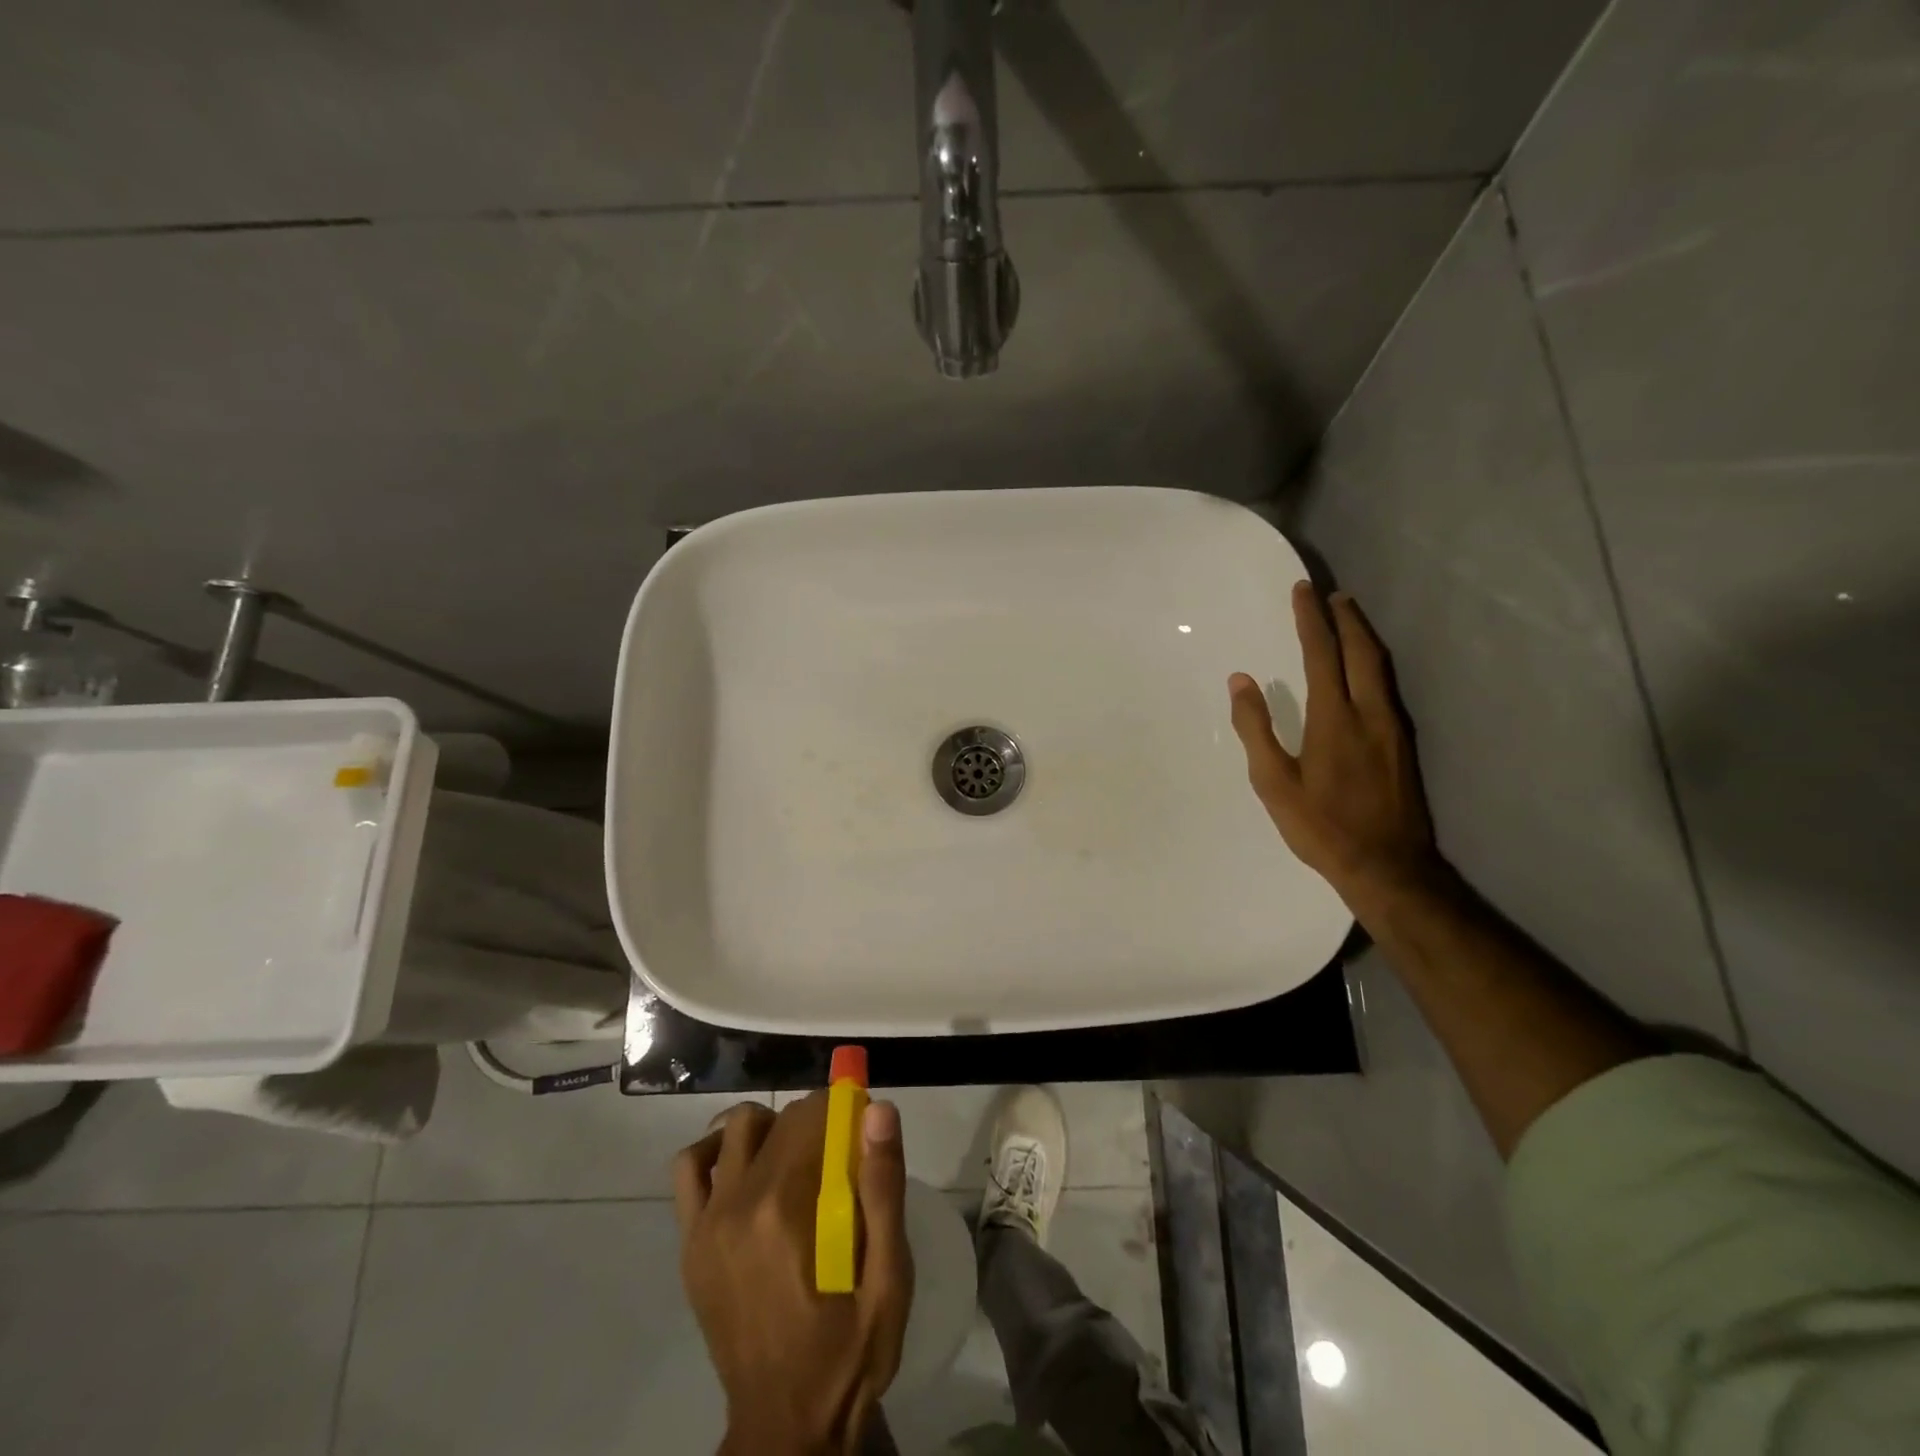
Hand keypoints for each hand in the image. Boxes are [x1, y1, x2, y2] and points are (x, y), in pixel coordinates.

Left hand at [675, 1094, 913, 1455]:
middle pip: (779, 1120)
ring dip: (769, 1128)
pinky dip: (715, 1151)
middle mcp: (739, 1204)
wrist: (788, 1426)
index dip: (842, 1109)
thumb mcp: (889, 1277)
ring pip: (735, 1128)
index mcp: (788, 1208)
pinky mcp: (689, 1243)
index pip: (812, 1115)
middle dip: (814, 1121)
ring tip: (795, 1161)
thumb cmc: (849, 1348)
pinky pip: (689, 1167)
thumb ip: (883, 1187)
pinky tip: (743, 1171)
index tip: (862, 1130)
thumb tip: (878, 1109)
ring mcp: (706, 1223)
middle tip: (839, 1157)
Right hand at [1229, 582, 1440, 906]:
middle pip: (1362, 651)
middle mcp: (1370, 713)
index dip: (1311, 620)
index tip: (1303, 591)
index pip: (1322, 655)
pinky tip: (1365, 668)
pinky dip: (1373, 663)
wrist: (1388, 865)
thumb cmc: (1321, 826)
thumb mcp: (1274, 783)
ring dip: (1363, 637)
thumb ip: (1256, 728)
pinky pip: (1387, 686)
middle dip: (1345, 619)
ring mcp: (1393, 728)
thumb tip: (1241, 681)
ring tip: (1348, 619)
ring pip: (1381, 667)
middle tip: (1331, 595)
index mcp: (1334, 719)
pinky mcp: (1403, 743)